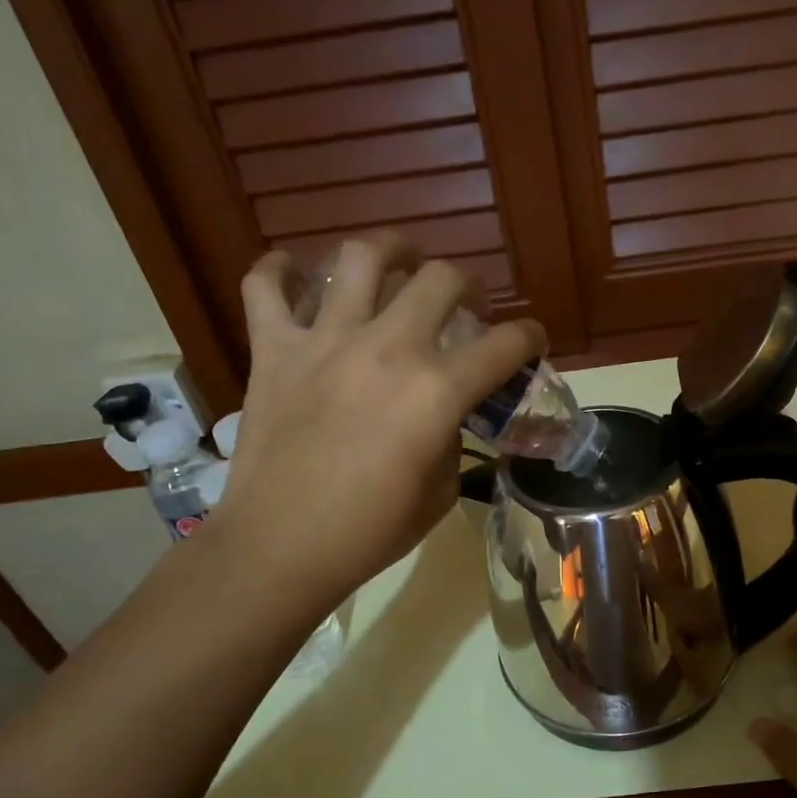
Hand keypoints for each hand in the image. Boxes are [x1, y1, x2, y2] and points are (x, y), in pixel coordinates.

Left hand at [210, 235, 543, 600]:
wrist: (282, 547)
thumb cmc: (371, 532)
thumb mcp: (440, 493)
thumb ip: (452, 441)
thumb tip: (447, 419)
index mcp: (438, 390)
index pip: (506, 344)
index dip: (530, 337)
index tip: (531, 342)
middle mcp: (388, 348)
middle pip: (441, 278)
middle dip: (466, 284)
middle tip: (463, 304)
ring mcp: (325, 341)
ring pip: (360, 258)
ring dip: (389, 250)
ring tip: (396, 261)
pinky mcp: (273, 349)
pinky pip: (265, 285)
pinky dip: (279, 270)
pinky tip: (294, 273)